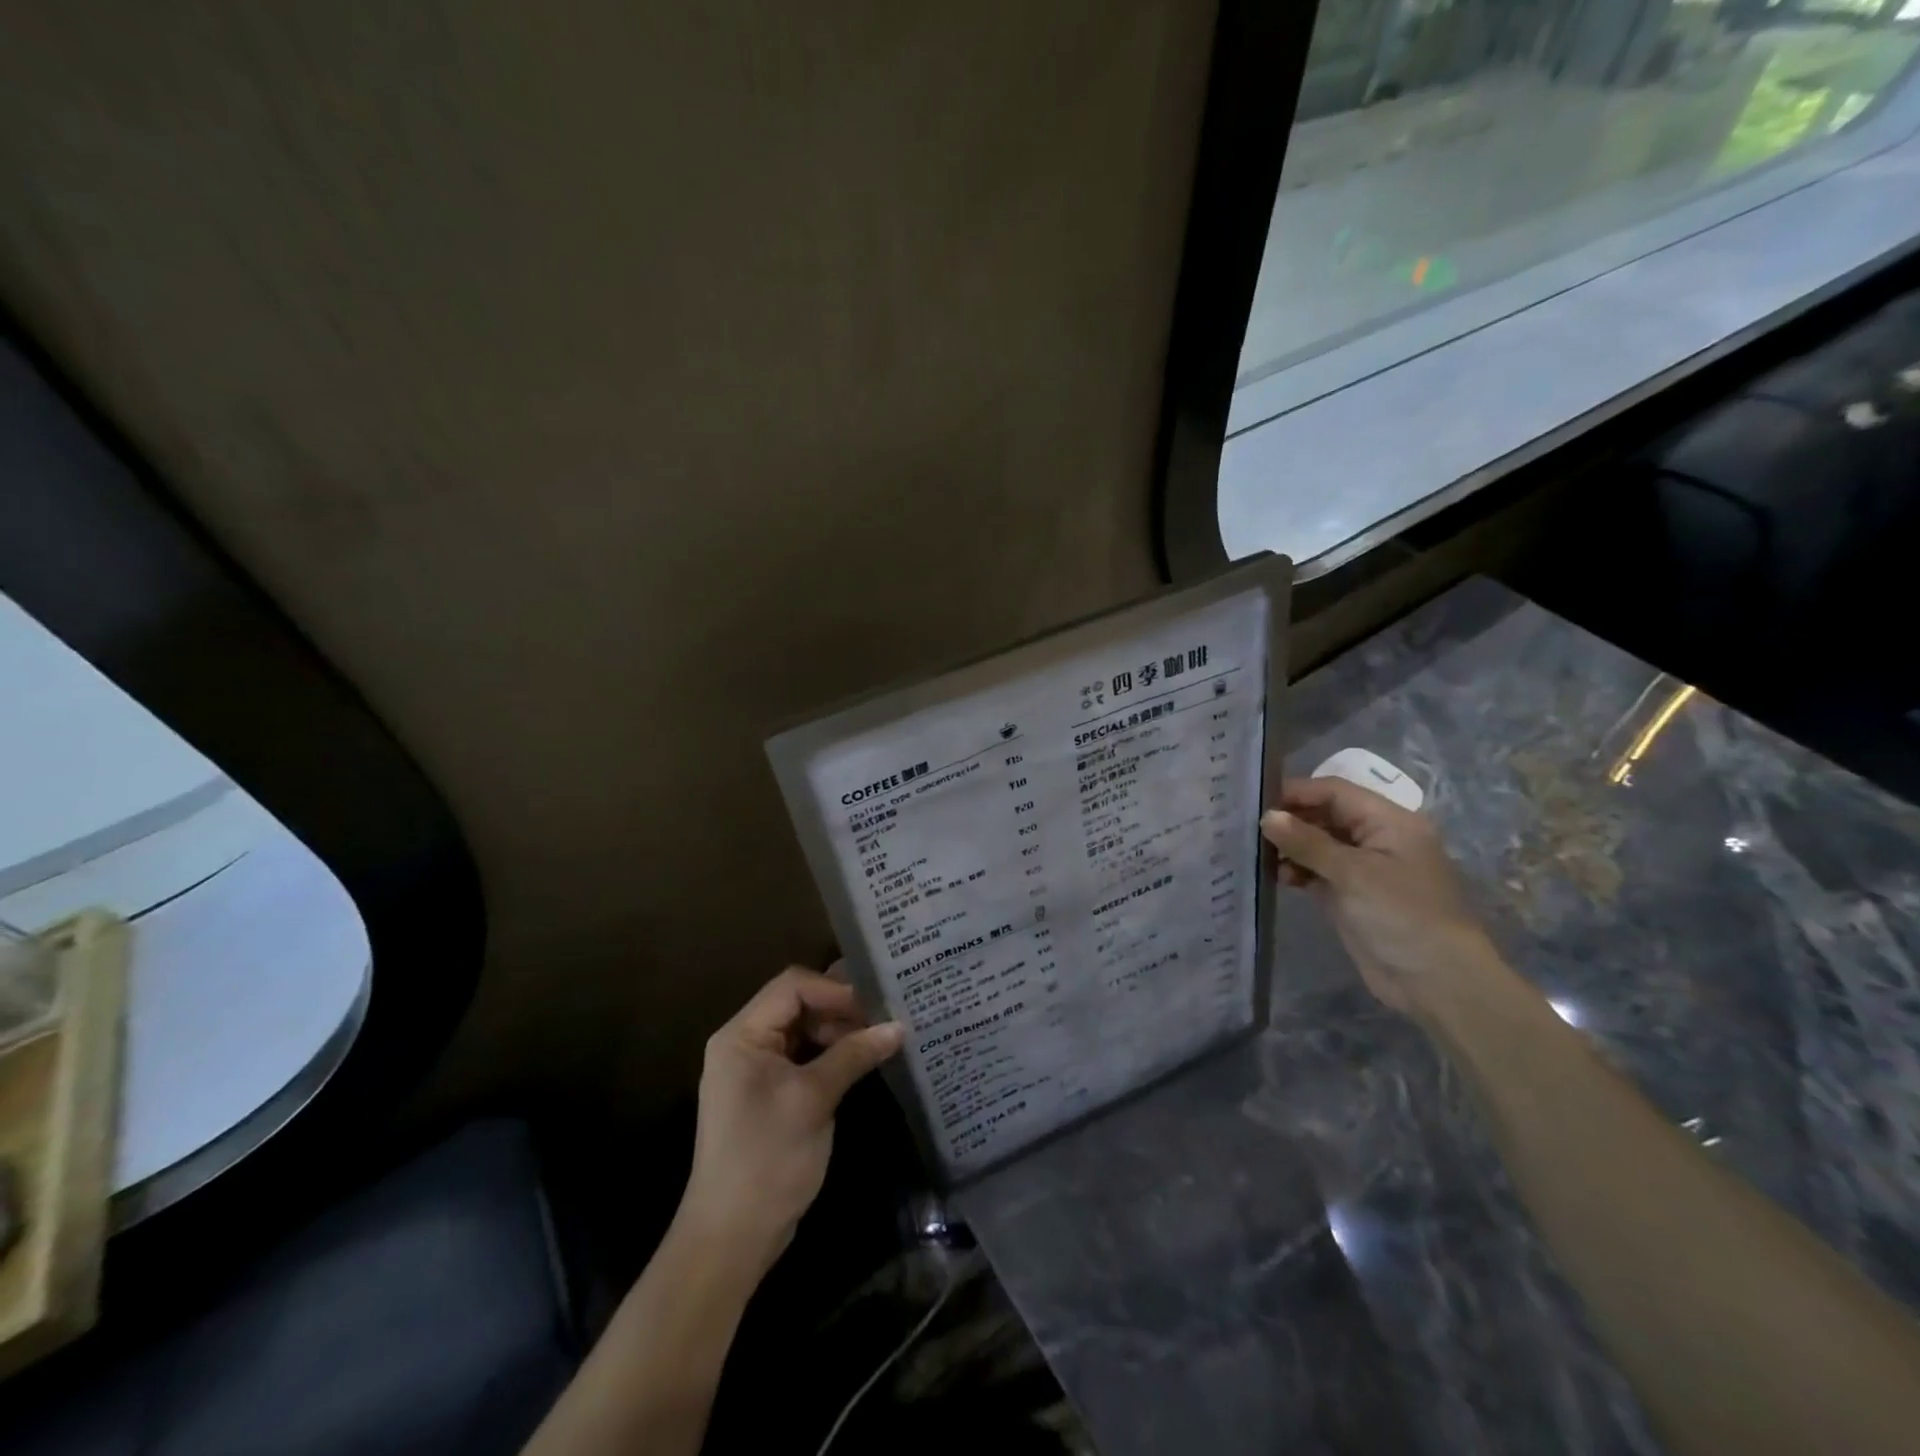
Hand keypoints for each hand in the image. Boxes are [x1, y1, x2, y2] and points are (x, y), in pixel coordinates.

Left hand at [676, 966, 901, 1278]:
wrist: (731, 1238)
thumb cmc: (767, 1158)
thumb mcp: (813, 1100)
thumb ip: (854, 1055)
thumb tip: (899, 1026)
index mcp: (742, 1035)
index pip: (792, 987)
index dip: (834, 990)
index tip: (876, 1005)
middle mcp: (746, 1043)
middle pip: (798, 1004)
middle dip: (841, 1009)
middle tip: (886, 1017)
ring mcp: (757, 1070)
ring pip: (804, 1030)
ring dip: (840, 1032)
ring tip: (881, 1037)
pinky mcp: (771, 1093)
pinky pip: (804, 1057)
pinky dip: (832, 1054)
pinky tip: (864, 1059)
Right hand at [1261, 776, 1497, 1013]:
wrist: (1435, 982)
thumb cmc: (1401, 915)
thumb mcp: (1353, 874)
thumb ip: (1307, 842)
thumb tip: (1267, 816)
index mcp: (1389, 821)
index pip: (1335, 792)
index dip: (1297, 793)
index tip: (1255, 800)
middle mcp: (1376, 838)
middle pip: (1325, 815)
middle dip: (1290, 820)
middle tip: (1249, 829)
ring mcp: (1363, 868)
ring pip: (1317, 844)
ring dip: (1290, 847)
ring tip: (1261, 857)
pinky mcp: (1351, 895)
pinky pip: (1317, 871)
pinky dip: (1297, 870)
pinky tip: (1279, 878)